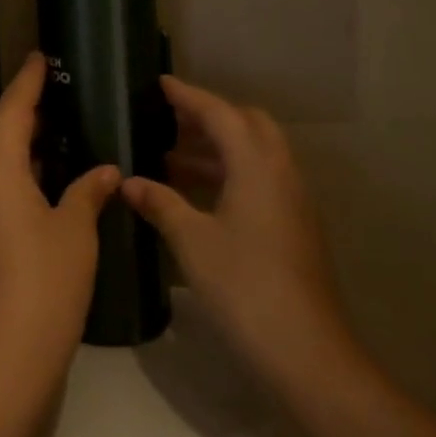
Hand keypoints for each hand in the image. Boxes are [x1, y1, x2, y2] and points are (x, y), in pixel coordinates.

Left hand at [0, 54, 120, 403]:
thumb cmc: (42, 286)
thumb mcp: (75, 233)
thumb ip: (88, 192)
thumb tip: (105, 170)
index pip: (12, 109)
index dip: (28, 81)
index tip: (39, 56)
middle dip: (29, 119)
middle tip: (63, 100)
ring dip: (24, 155)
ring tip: (61, 141)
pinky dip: (16, 184)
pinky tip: (45, 190)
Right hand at [122, 77, 352, 390]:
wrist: (307, 352)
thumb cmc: (245, 287)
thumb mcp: (193, 242)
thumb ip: (161, 204)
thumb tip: (128, 181)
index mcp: (257, 165)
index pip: (220, 113)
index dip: (188, 96)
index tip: (160, 84)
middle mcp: (280, 172)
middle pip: (246, 125)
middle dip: (209, 117)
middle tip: (169, 121)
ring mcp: (292, 200)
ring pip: (255, 153)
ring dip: (218, 148)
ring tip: (172, 157)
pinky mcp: (294, 225)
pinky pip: (260, 178)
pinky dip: (230, 172)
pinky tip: (199, 196)